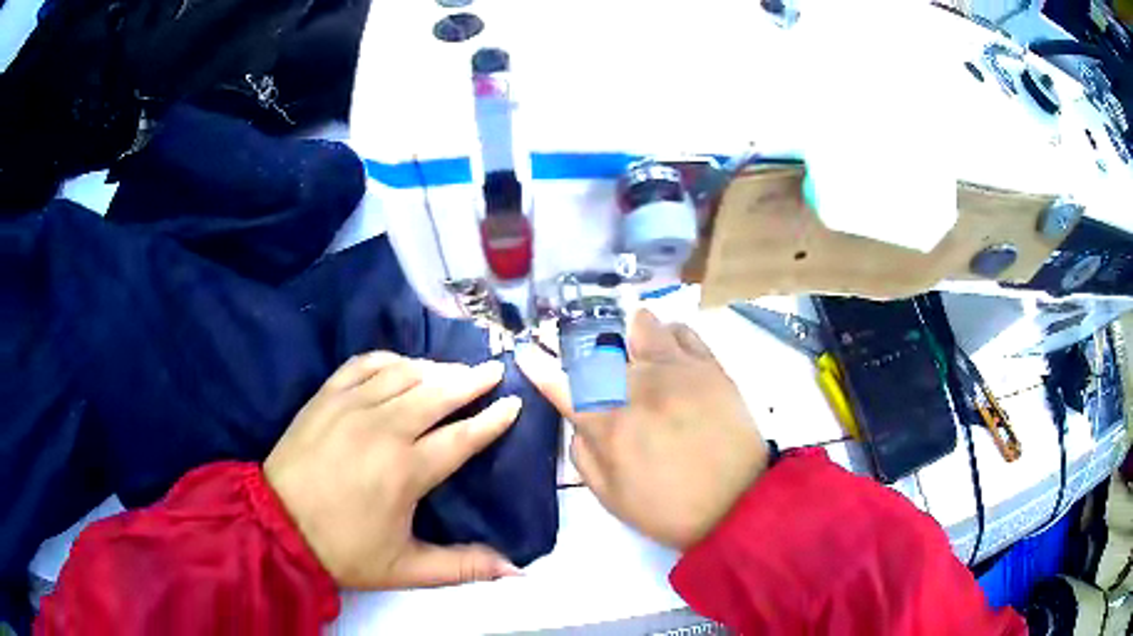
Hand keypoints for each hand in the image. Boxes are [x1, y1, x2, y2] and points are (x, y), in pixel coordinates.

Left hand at [264, 352, 522, 588]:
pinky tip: (402, 364)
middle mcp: (384, 429)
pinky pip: (364, 364)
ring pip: (404, 374)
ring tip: (454, 370)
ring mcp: (352, 406)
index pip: (463, 437)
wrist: (276, 524)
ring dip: (434, 368)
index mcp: (407, 470)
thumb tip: (516, 570)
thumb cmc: (343, 549)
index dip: (493, 420)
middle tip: (494, 369)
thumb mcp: (405, 569)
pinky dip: (389, 359)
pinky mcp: (326, 396)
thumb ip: (462, 567)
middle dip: (471, 380)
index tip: (514, 403)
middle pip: (438, 393)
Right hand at [517, 310, 767, 549]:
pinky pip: (683, 331)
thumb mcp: (610, 497)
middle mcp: (637, 386)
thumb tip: (579, 422)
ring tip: (635, 349)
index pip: (560, 384)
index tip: (525, 352)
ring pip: (642, 326)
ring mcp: (676, 371)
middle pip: (599, 347)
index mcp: (608, 423)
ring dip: (630, 334)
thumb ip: (584, 455)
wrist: (737, 505)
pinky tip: (670, 350)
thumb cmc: (668, 509)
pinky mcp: (710, 367)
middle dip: (585, 348)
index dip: (538, 365)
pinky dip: (669, 334)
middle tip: (593, 361)